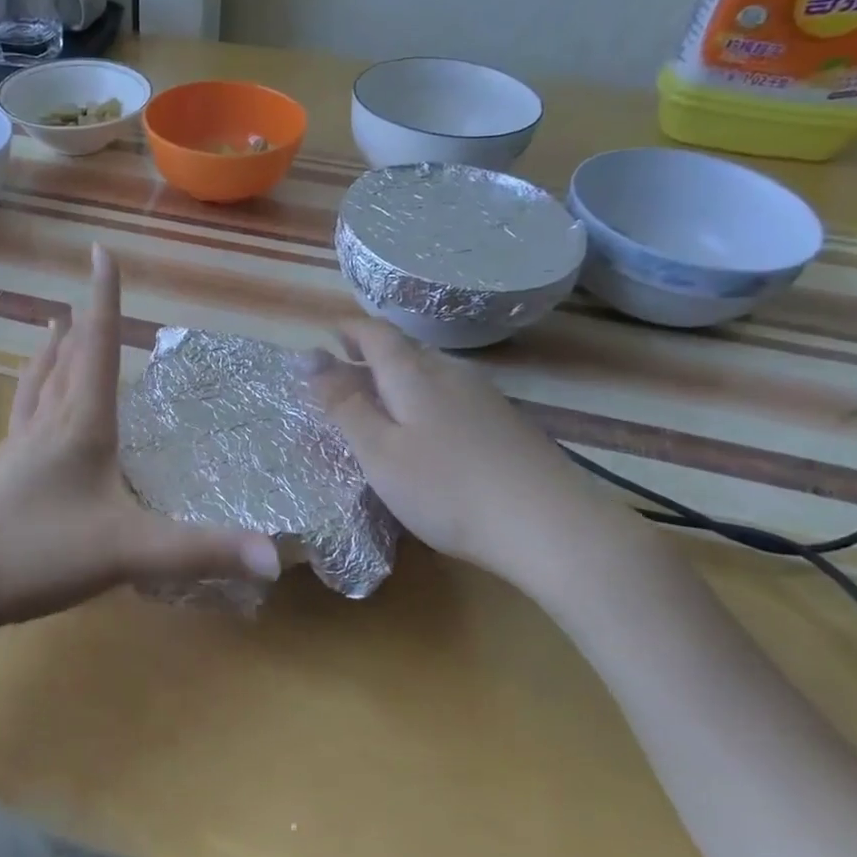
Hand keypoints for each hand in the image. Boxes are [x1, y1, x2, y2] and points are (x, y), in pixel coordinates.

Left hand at [0, 245, 278, 639]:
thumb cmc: (36, 553)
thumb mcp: (127, 552)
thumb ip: (200, 550)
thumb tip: (276, 555)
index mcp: (80, 427)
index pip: (100, 349)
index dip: (105, 299)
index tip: (100, 251)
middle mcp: (47, 427)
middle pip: (68, 363)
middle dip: (84, 326)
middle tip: (87, 296)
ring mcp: (17, 451)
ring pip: (38, 388)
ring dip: (51, 355)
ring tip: (51, 329)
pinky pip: (21, 419)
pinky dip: (31, 396)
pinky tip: (26, 413)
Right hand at [300, 322, 599, 587]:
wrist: (549, 525)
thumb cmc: (446, 488)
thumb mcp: (379, 451)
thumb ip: (343, 403)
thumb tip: (307, 356)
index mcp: (413, 374)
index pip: (376, 333)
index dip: (349, 330)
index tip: (326, 337)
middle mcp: (451, 373)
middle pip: (405, 350)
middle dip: (370, 356)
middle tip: (342, 379)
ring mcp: (484, 397)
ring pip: (431, 373)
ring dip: (398, 380)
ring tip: (378, 407)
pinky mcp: (506, 423)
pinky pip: (452, 396)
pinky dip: (425, 402)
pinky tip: (426, 435)